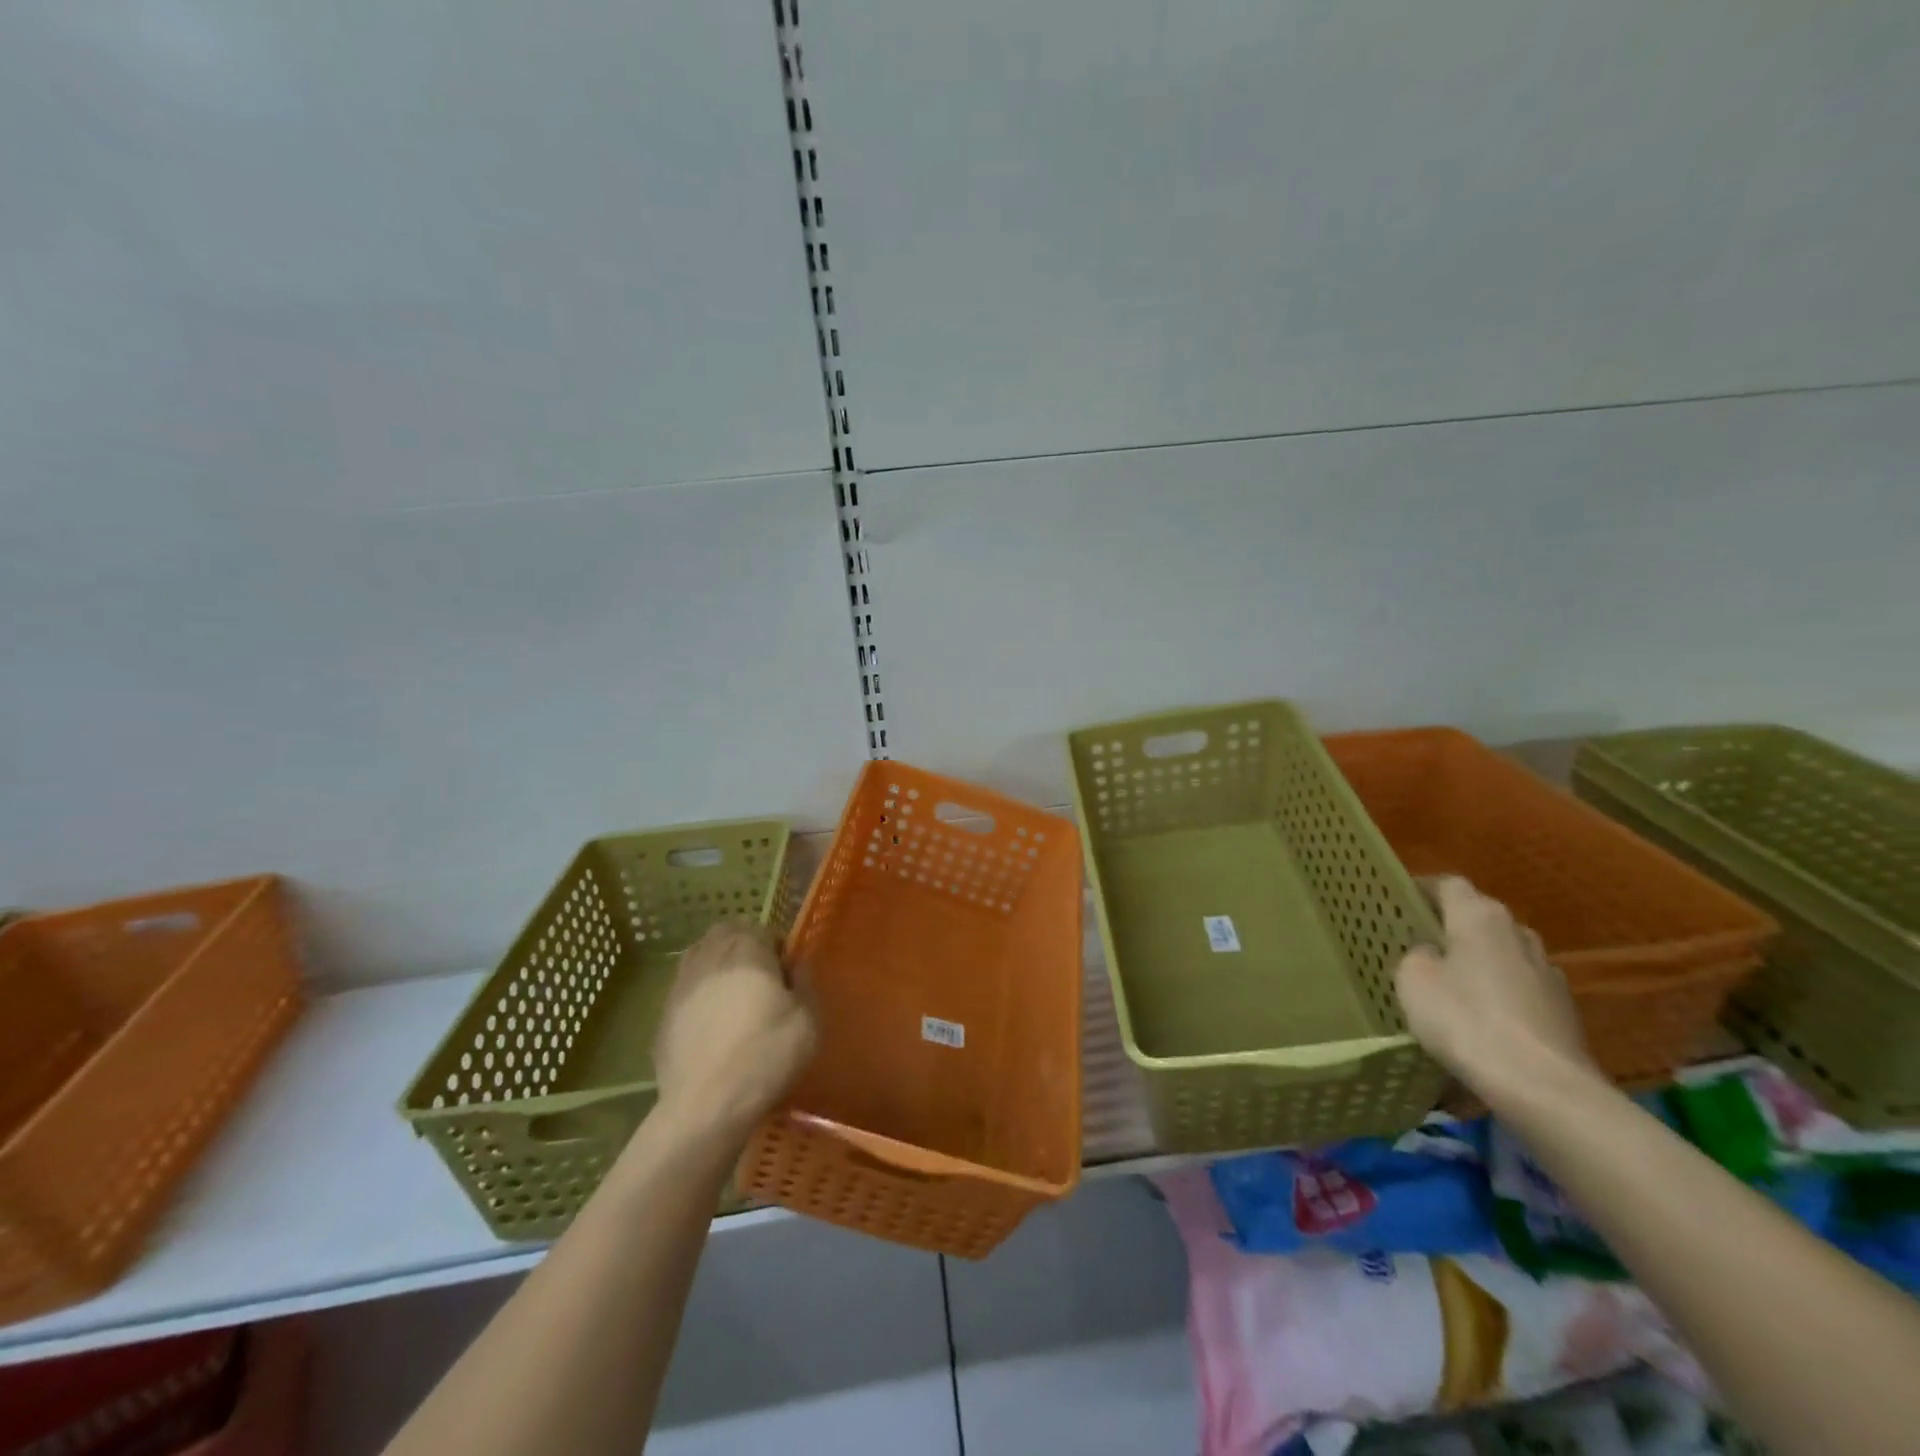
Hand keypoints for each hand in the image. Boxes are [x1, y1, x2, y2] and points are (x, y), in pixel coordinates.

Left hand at [651, 920, 816, 1144]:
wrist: (706, 1107)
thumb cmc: (765, 1056)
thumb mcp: (808, 1020)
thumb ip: (804, 984)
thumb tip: (795, 968)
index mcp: (746, 950)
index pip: (763, 929)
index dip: (778, 949)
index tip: (787, 976)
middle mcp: (709, 957)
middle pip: (726, 935)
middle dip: (744, 948)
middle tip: (761, 979)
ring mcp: (680, 985)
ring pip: (700, 958)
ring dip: (718, 968)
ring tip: (734, 998)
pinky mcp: (663, 1015)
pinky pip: (685, 991)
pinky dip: (699, 997)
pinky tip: (711, 1026)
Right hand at [1394, 876, 1594, 1097]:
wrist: (1542, 1087)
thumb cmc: (1466, 1019)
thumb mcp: (1414, 980)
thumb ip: (1417, 955)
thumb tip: (1431, 954)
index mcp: (1480, 917)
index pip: (1448, 884)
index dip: (1421, 890)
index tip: (1398, 904)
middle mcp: (1519, 933)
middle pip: (1479, 917)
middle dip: (1451, 926)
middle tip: (1418, 945)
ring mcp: (1548, 973)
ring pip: (1503, 953)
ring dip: (1478, 961)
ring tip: (1449, 984)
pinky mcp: (1563, 1011)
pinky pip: (1519, 988)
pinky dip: (1499, 994)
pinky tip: (1481, 1019)